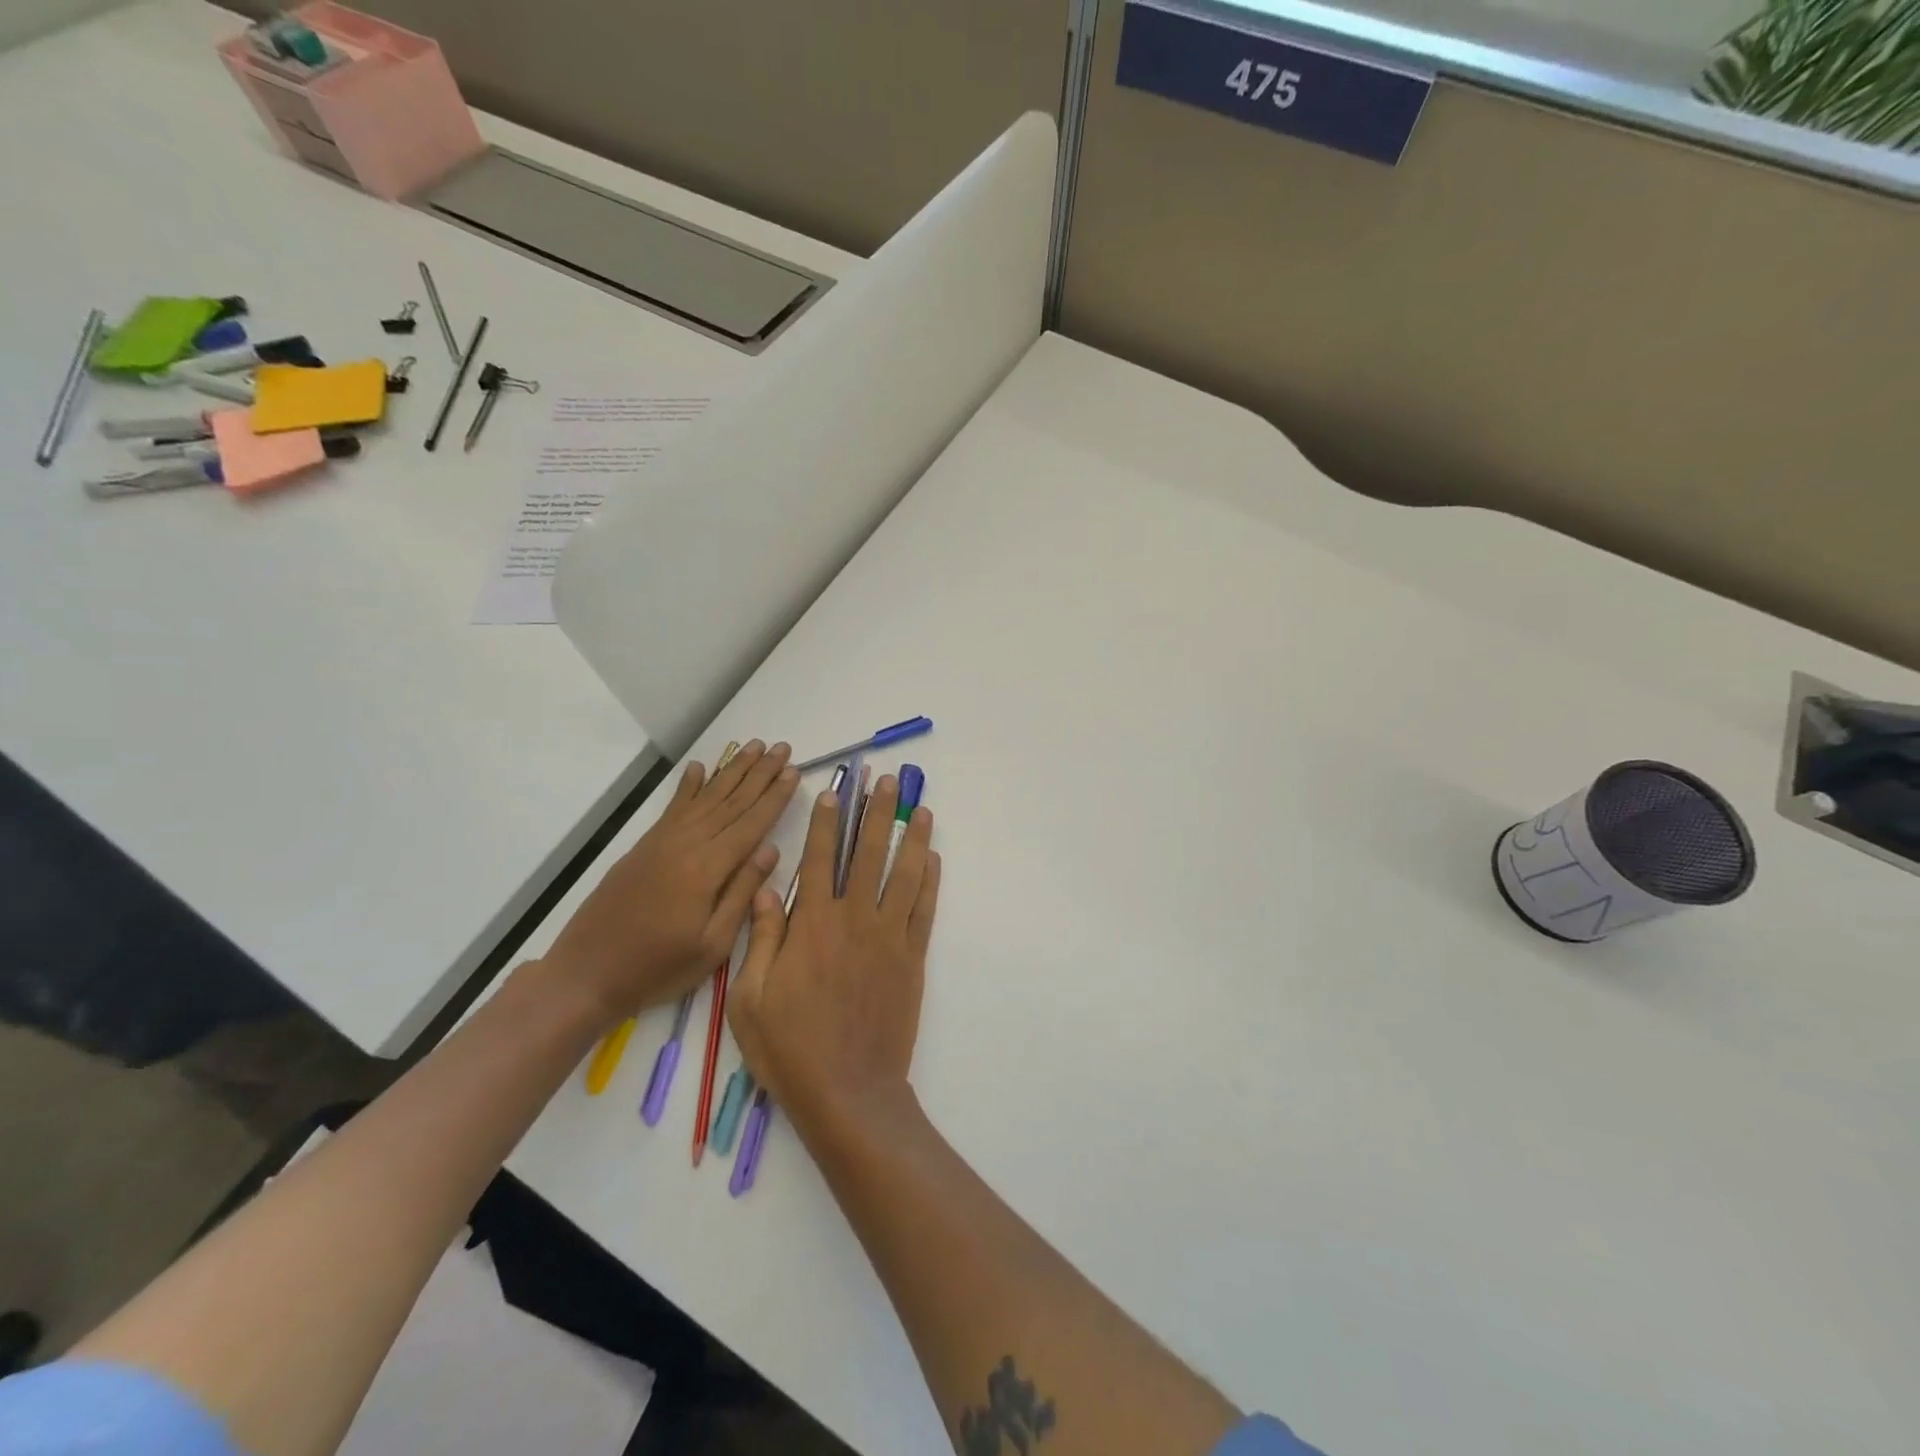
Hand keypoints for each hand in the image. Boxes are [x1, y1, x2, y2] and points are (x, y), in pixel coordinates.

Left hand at [542, 741, 797, 1025]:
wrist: (587, 974)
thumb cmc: (658, 967)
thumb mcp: (713, 944)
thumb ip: (742, 893)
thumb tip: (770, 849)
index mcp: (707, 869)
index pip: (751, 823)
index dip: (775, 796)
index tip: (794, 771)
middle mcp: (686, 845)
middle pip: (731, 801)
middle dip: (759, 773)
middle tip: (782, 747)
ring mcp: (662, 842)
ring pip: (705, 797)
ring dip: (731, 771)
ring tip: (753, 746)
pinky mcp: (644, 847)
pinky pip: (673, 808)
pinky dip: (688, 786)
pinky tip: (699, 768)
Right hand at [729, 773, 939, 1135]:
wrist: (848, 1090)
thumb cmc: (790, 1048)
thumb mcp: (750, 997)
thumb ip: (763, 937)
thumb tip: (767, 889)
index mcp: (812, 925)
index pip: (818, 859)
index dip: (825, 821)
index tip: (833, 791)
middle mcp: (854, 919)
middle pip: (868, 854)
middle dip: (877, 813)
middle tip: (888, 781)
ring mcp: (889, 937)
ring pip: (904, 874)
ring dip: (913, 837)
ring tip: (922, 808)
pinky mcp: (912, 958)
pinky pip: (924, 909)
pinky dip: (930, 881)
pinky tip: (933, 858)